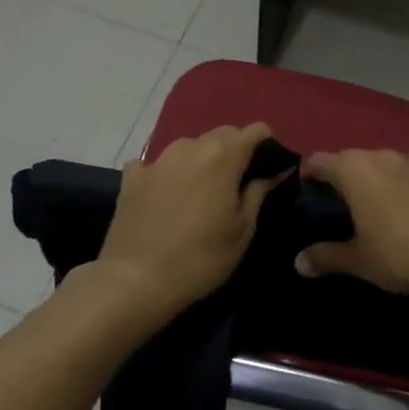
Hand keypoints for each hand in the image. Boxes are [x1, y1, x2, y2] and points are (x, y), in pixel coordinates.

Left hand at [96, 123, 286, 321]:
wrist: (136, 279)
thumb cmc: (201, 257)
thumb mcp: (242, 229)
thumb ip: (260, 191)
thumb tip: (277, 170)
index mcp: (223, 155)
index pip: (256, 130)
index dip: (268, 147)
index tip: (270, 170)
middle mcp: (190, 146)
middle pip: (222, 135)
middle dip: (235, 152)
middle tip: (237, 185)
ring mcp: (157, 160)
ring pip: (189, 147)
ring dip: (201, 161)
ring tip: (201, 193)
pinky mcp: (131, 177)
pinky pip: (156, 165)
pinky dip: (166, 174)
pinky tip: (164, 195)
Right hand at [295, 145, 408, 293]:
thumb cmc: (399, 255)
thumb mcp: (358, 261)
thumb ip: (325, 257)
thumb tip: (298, 263)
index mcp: (353, 172)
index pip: (321, 161)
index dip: (311, 173)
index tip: (309, 190)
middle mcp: (381, 157)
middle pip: (353, 157)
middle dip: (345, 174)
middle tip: (342, 202)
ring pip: (387, 157)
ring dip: (379, 171)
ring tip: (379, 194)